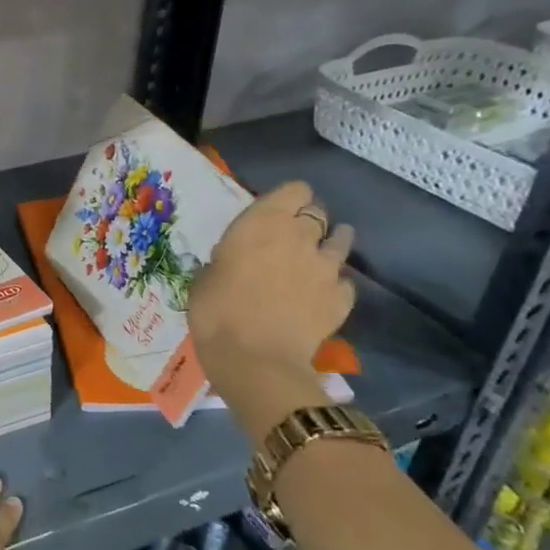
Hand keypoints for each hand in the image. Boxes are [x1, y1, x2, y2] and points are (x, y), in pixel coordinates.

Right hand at [188, 181, 355, 438]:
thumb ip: (228, 258)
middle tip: (291, 236)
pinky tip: (322, 294)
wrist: (254, 359)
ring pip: (341, 240)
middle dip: (308, 220)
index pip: (294, 190)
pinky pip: (344, 281)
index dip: (287, 198)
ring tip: (316, 257)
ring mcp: (327, 267)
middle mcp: (301, 235)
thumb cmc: (215, 311)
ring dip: (330, 244)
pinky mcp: (342, 298)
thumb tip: (235, 260)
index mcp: (263, 222)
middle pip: (318, 211)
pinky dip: (334, 283)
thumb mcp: (206, 276)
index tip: (274, 212)